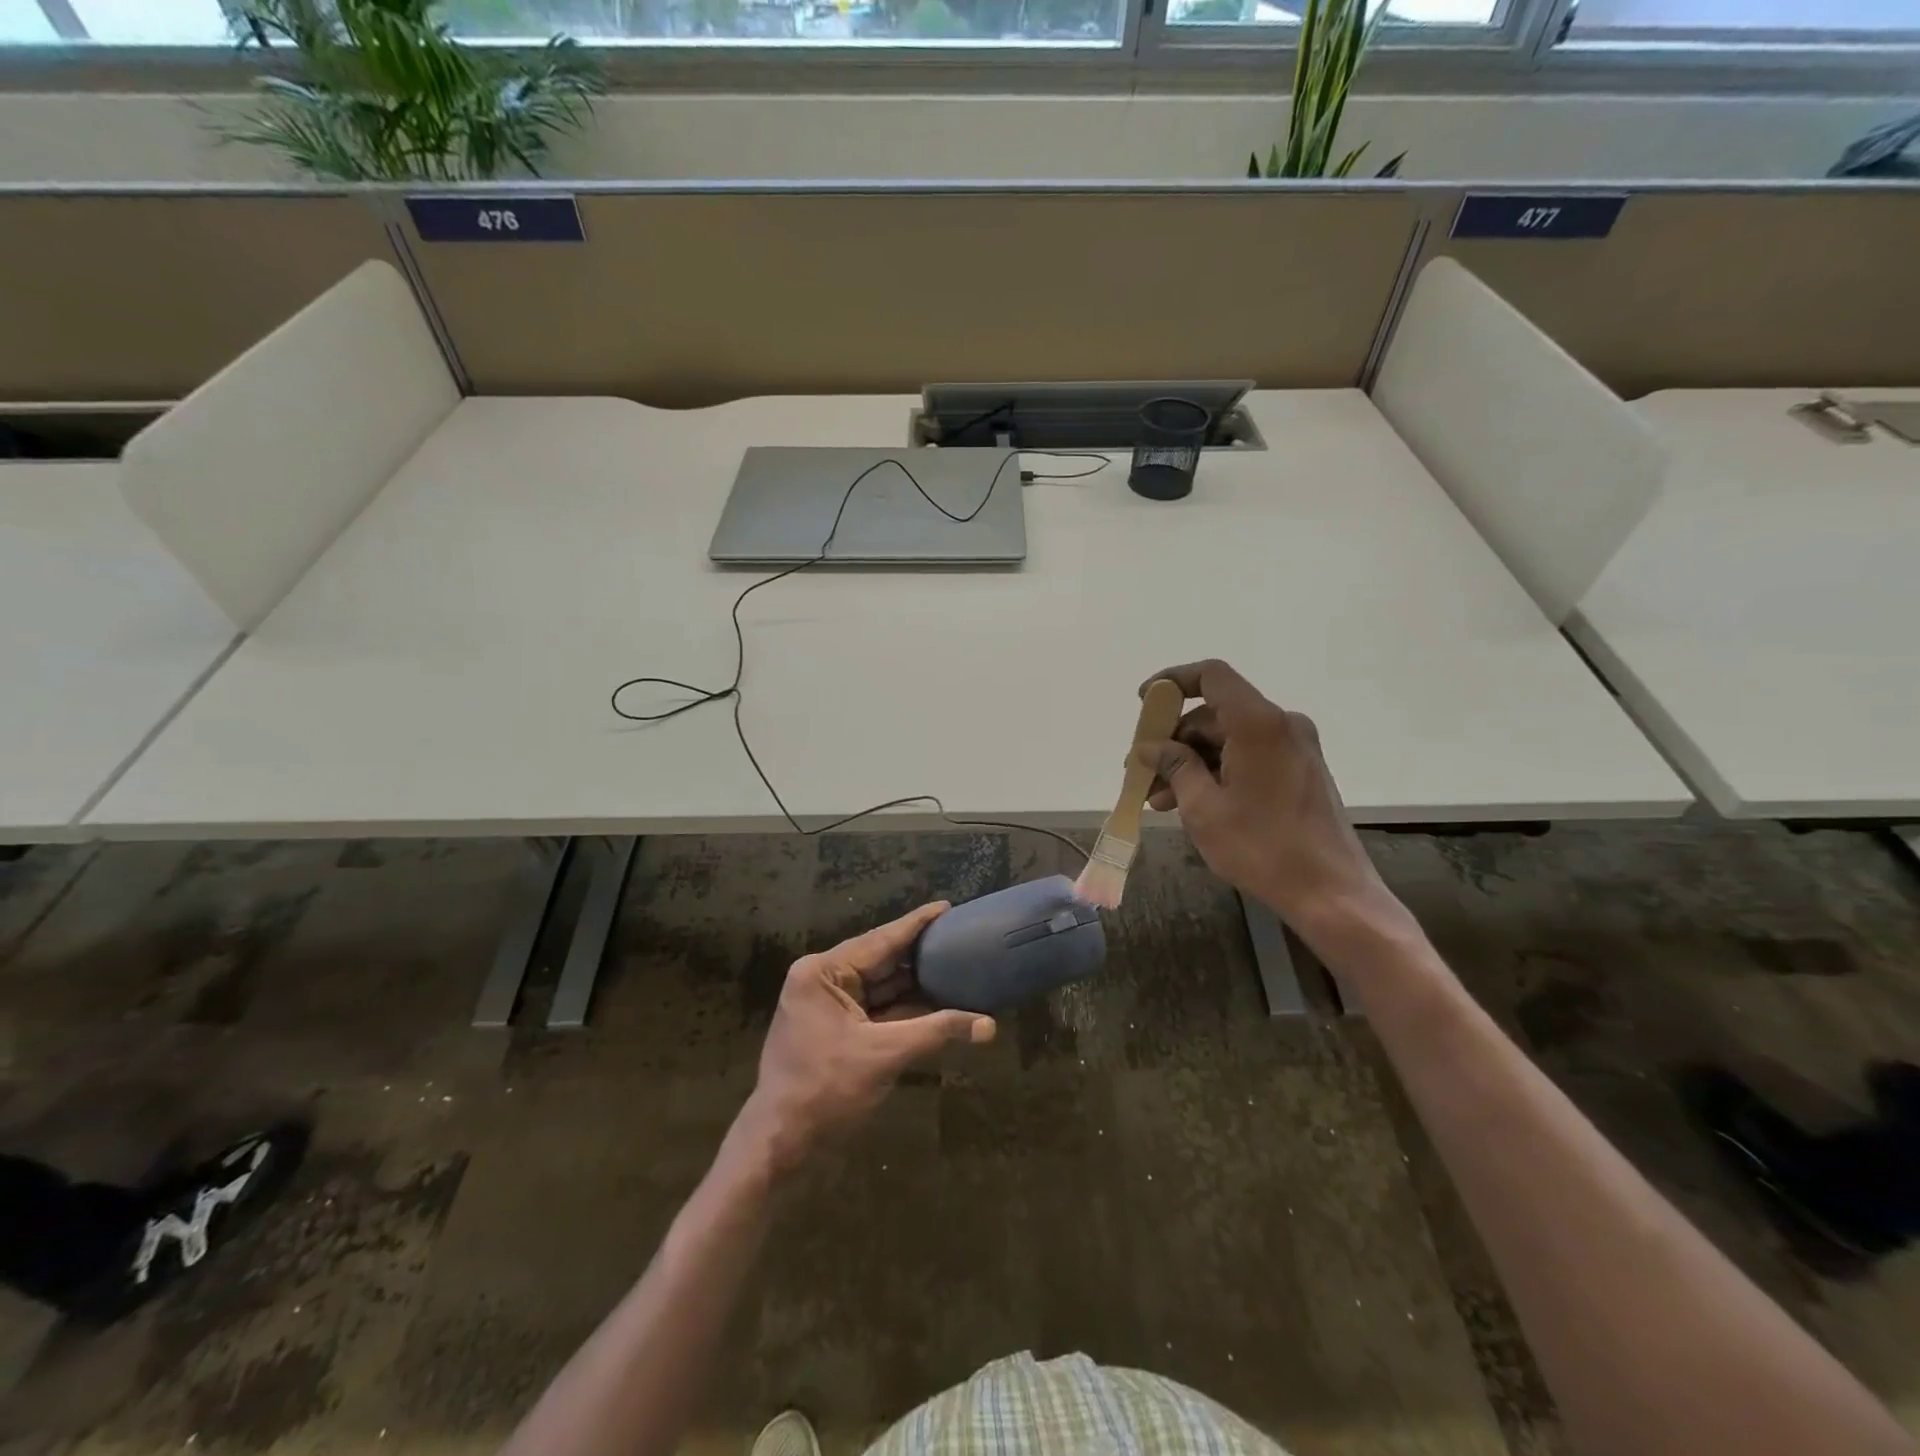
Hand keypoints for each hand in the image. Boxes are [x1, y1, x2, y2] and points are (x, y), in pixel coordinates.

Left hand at [737, 901, 994, 1171]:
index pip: (880, 940)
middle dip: (920, 955)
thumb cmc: (826, 1090)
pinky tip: (937, 1001)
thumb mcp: (885, 1055)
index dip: (916, 925)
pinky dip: (904, 1008)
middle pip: (881, 961)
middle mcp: (823, 980)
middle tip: (960, 938)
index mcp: (824, 972)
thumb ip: (937, 1031)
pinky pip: (876, 1009)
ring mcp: (827, 1005)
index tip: (947, 906)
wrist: (781, 1143)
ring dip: (915, 984)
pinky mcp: (835, 1029)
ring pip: (881, 987)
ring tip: (956, 965)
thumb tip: (988, 1025)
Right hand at [1139, 660, 1401, 943]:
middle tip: (1144, 773)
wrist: (1330, 892)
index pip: (1211, 676)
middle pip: (1215, 713)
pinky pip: (1249, 756)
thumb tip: (1151, 748)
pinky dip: (1218, 771)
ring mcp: (1295, 747)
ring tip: (1160, 799)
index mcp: (1258, 723)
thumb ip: (1175, 767)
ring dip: (1192, 762)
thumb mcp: (1203, 808)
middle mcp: (1281, 724)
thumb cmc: (1261, 847)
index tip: (1144, 702)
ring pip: (1229, 739)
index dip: (1173, 681)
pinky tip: (1192, 803)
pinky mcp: (1301, 770)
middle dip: (1175, 741)